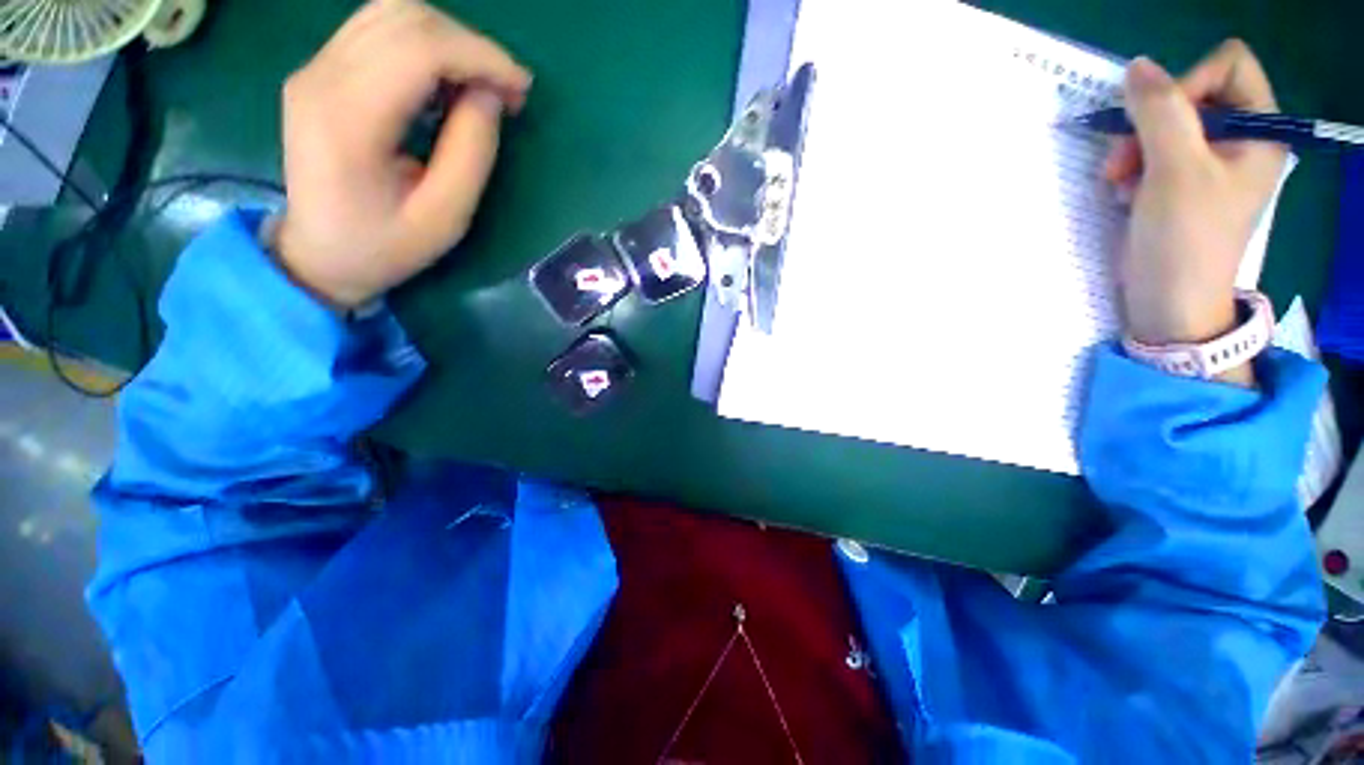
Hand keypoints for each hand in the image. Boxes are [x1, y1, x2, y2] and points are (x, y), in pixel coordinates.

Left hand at [274, 0, 531, 307]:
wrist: (319, 254)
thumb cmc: (385, 246)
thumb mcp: (445, 217)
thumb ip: (472, 153)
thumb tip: (490, 95)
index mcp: (348, 118)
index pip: (419, 47)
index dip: (480, 56)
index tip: (521, 87)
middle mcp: (322, 76)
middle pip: (405, 17)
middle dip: (470, 45)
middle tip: (506, 91)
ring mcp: (315, 68)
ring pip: (392, 13)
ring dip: (450, 41)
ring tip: (481, 86)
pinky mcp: (320, 71)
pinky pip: (379, 31)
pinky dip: (426, 46)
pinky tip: (447, 83)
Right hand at [1103, 40, 1285, 381]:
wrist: (1169, 300)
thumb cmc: (1184, 238)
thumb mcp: (1174, 170)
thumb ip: (1160, 111)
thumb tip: (1137, 66)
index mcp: (1260, 130)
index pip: (1228, 66)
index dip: (1188, 81)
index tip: (1158, 122)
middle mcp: (1241, 139)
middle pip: (1194, 92)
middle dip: (1152, 122)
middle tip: (1124, 158)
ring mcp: (1212, 162)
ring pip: (1168, 123)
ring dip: (1136, 147)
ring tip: (1121, 180)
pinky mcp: (1185, 182)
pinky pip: (1157, 150)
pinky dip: (1135, 166)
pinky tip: (1127, 191)